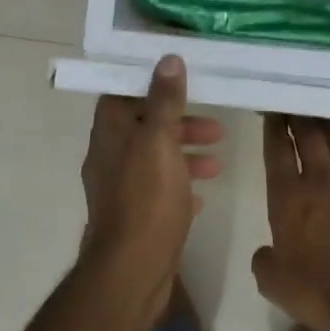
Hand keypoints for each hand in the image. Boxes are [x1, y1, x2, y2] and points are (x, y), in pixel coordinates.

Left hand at [80, 55, 223, 318]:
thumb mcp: (159, 142)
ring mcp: (121, 189)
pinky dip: (180, 184)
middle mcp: (110, 157)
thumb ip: (164, 101)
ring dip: (185, 153)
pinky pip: (159, 190)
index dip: (150, 84)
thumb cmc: (146, 200)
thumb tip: (168, 58)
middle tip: (216, 126)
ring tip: (219, 159)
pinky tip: (203, 192)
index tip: (183, 78)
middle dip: (180, 122)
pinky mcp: (135, 216)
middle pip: (144, 126)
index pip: (123, 94)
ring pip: (155, 159)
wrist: (131, 272)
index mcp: (110, 134)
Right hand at [252, 116, 329, 330]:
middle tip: (295, 104)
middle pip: (310, 137)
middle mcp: (323, 182)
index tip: (272, 111)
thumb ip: (265, 261)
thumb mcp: (274, 283)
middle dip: (300, 117)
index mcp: (289, 197)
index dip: (274, 128)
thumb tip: (267, 251)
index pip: (278, 151)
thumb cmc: (318, 292)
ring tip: (326, 119)